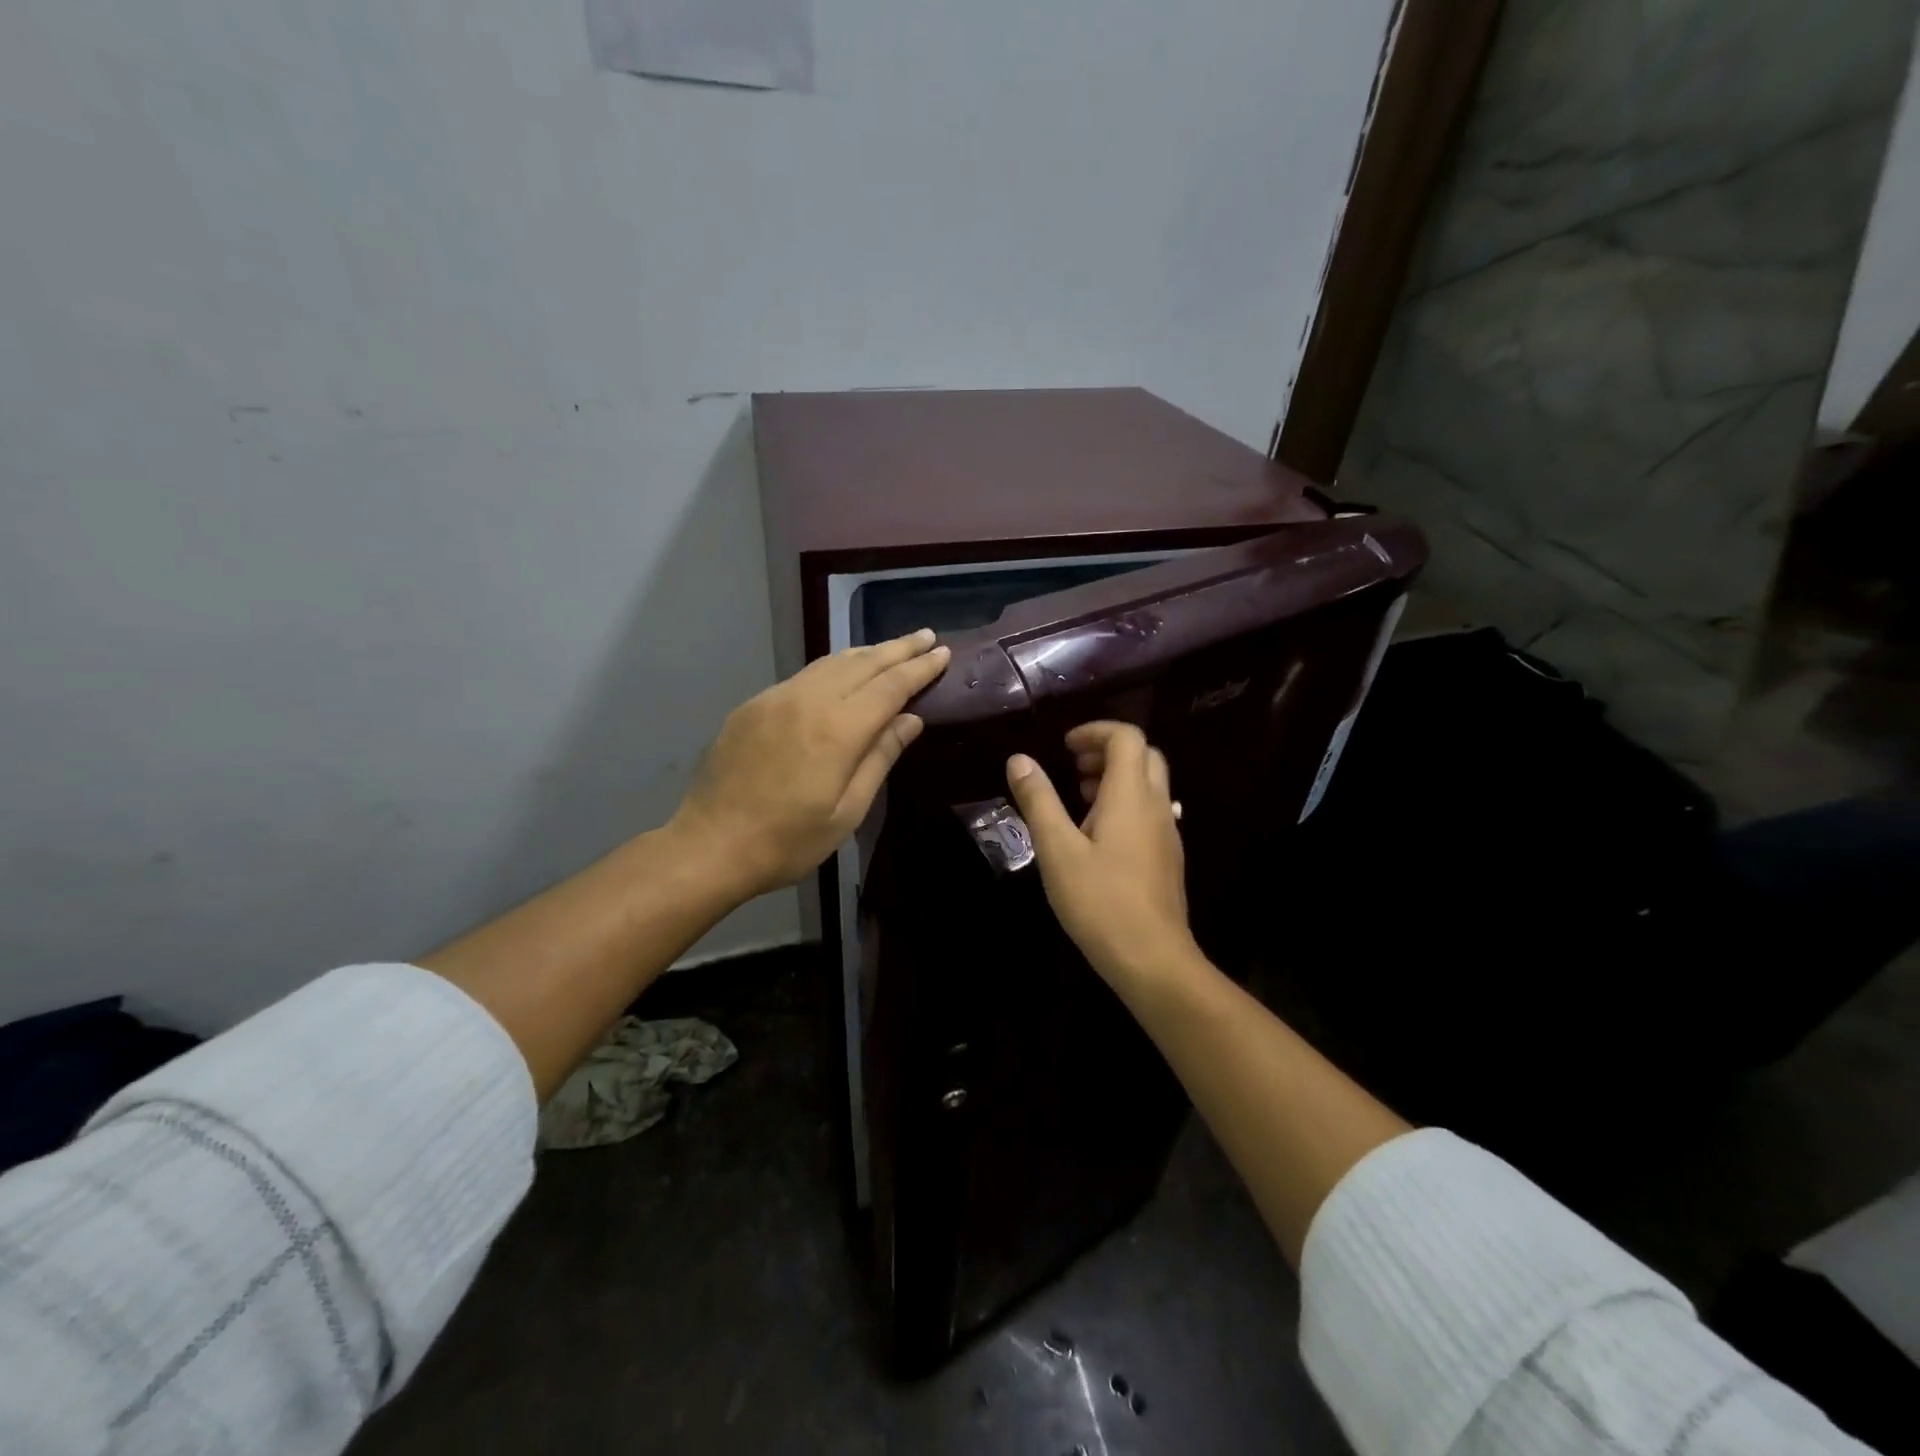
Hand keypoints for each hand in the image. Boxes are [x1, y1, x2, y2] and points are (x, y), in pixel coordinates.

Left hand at [671, 630, 950, 900]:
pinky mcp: (754, 705)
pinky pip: (805, 676)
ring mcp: (776, 698)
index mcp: (837, 730)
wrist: (709, 845)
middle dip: (899, 648)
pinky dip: (834, 667)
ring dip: (867, 652)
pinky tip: (844, 672)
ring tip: (893, 648)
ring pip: (831, 663)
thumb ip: (880, 758)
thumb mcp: (848, 811)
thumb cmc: (788, 841)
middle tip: (927, 636)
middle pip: (863, 663)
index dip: (919, 668)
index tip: (944, 653)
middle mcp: (808, 700)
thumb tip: (911, 719)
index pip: (890, 686)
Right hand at [1005, 722, 1201, 990]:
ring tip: (1079, 798)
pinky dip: (1125, 804)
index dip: (1095, 731)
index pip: (1127, 737)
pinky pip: (1151, 811)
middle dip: (1107, 751)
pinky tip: (1098, 836)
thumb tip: (1019, 760)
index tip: (1065, 746)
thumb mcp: (1057, 850)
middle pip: (1144, 755)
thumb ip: (1038, 801)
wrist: (1153, 958)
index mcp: (1131, 796)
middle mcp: (1156, 806)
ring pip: (1149, 785)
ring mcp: (1167, 832)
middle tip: (1073, 767)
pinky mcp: (1168, 857)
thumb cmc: (1100, 901)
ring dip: (1116, 778)